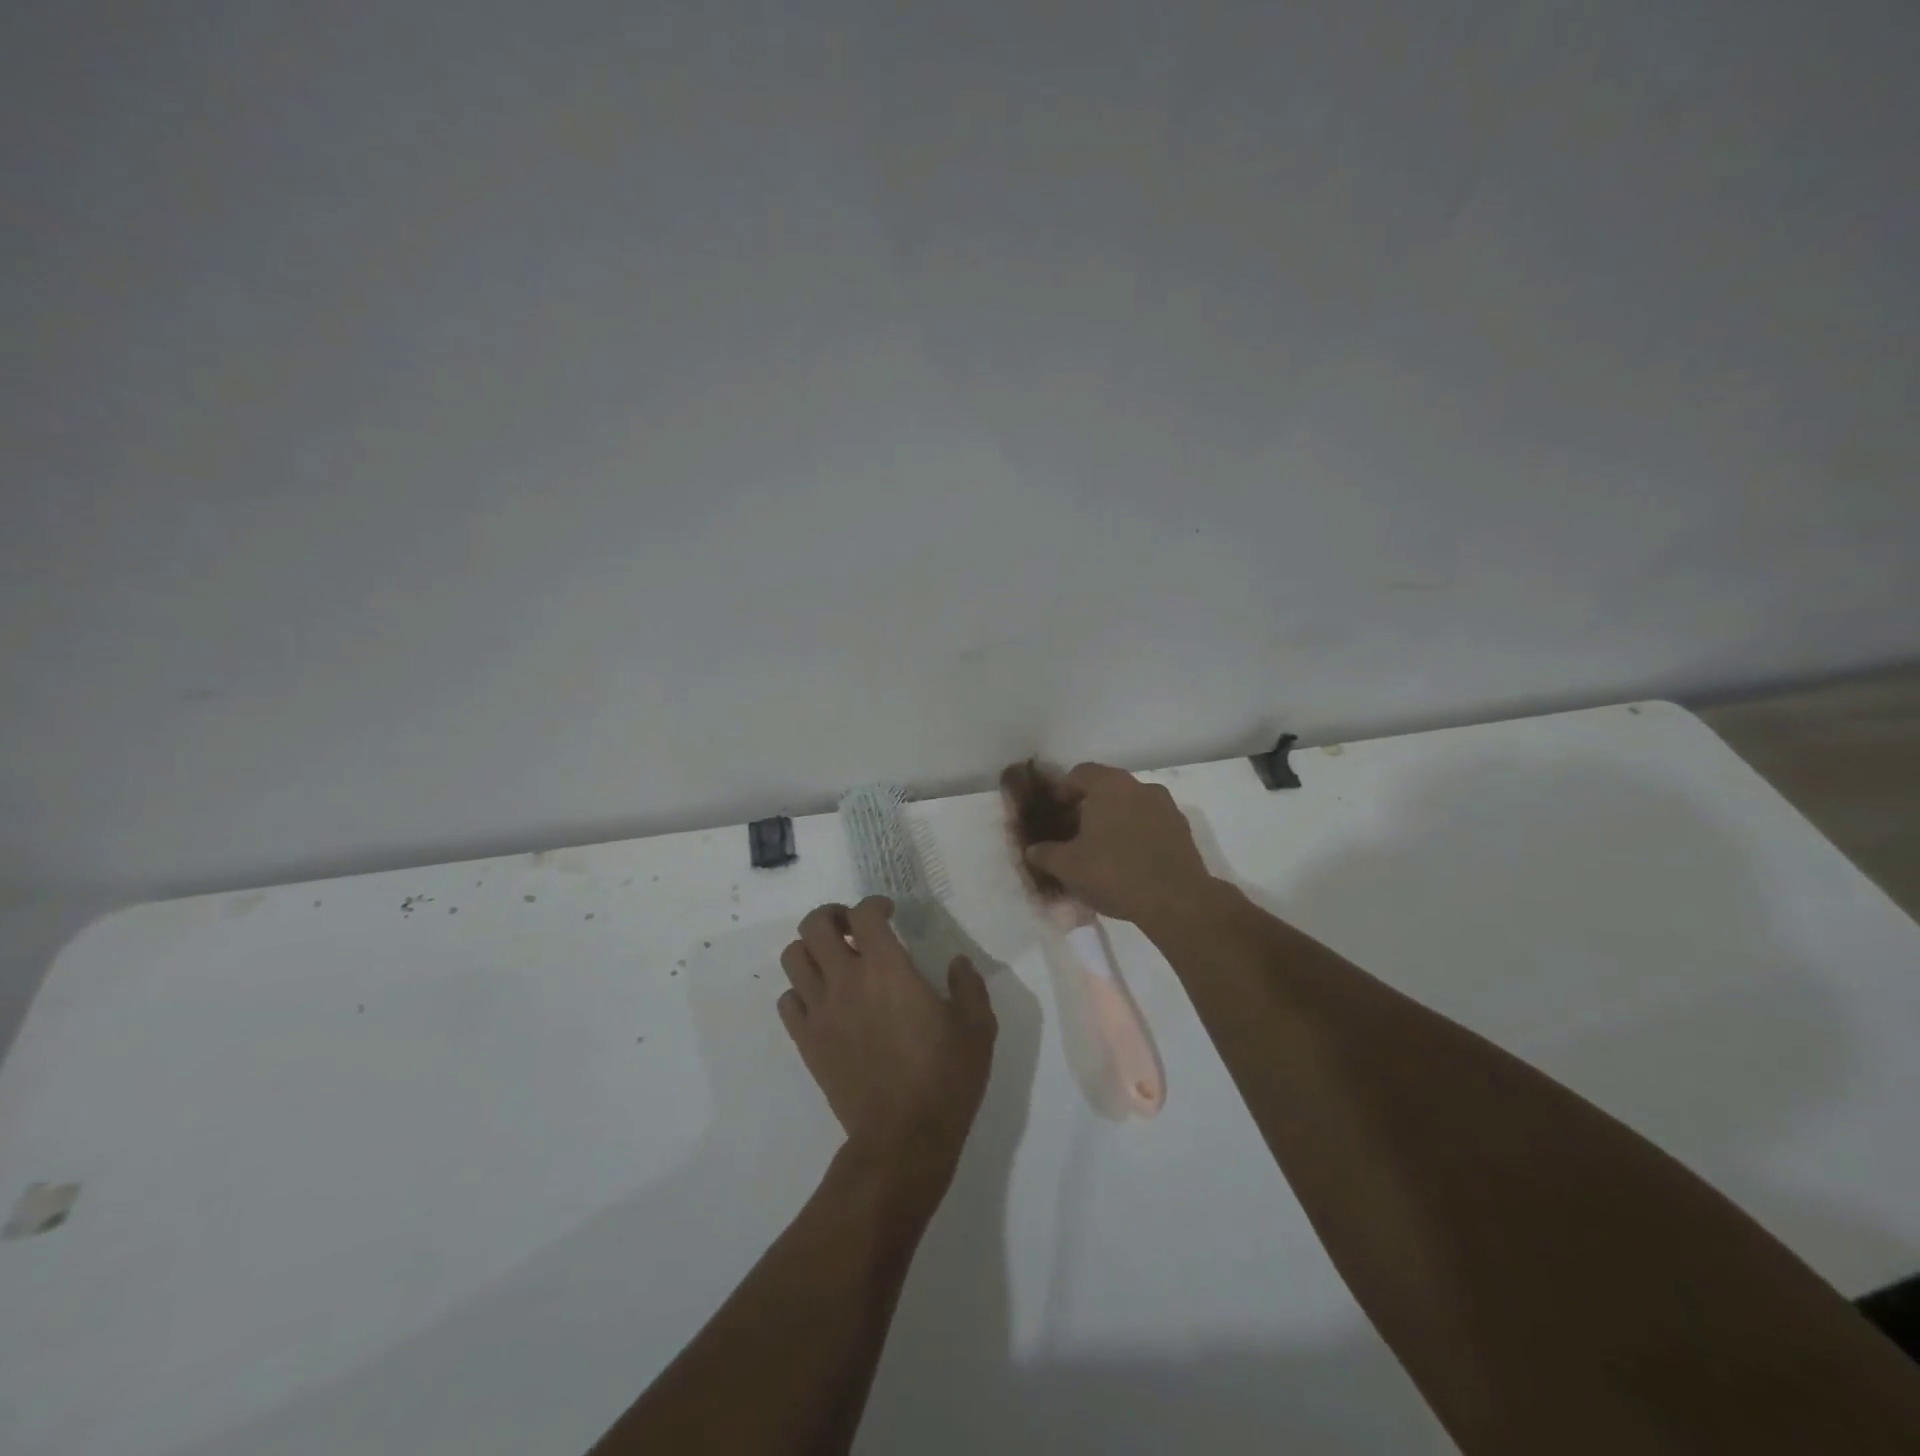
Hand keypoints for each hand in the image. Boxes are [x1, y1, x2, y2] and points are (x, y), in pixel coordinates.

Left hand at [778, 897, 996, 1178]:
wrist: (903, 1138)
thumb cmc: (945, 1077)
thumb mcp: (978, 1027)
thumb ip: (969, 985)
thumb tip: (958, 963)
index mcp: (887, 969)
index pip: (864, 913)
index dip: (874, 903)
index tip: (888, 912)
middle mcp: (846, 980)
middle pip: (815, 925)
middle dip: (832, 916)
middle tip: (852, 929)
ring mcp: (821, 1011)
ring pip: (792, 958)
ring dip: (811, 950)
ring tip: (834, 961)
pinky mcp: (806, 1041)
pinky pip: (787, 1001)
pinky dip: (801, 991)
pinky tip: (824, 1002)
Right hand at [1021, 762, 1217, 928]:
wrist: (1177, 900)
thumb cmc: (1114, 873)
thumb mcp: (1067, 866)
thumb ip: (1045, 853)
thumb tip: (1032, 849)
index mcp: (1110, 785)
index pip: (1079, 773)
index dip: (1062, 790)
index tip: (1054, 812)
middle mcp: (1140, 786)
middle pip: (1107, 788)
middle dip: (1089, 806)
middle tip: (1074, 832)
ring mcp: (1166, 807)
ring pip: (1131, 805)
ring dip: (1115, 820)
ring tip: (1101, 849)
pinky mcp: (1182, 830)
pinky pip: (1151, 824)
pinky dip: (1137, 834)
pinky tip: (1128, 861)